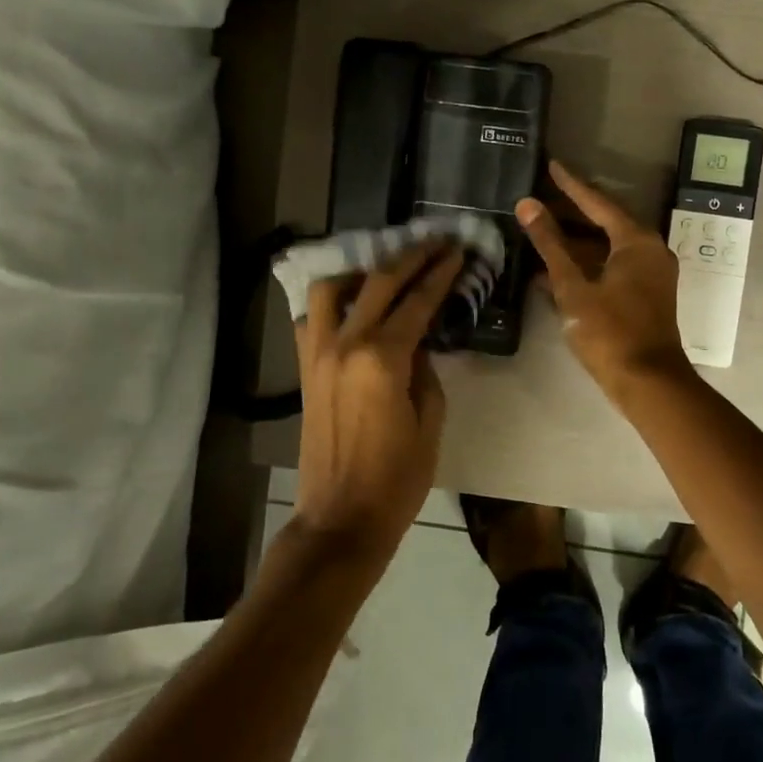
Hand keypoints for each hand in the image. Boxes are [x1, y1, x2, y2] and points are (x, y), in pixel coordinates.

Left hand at [292, 242, 464, 562]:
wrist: (340, 519)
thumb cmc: (396, 478)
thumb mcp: (429, 421)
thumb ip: (425, 370)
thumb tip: (418, 340)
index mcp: (382, 359)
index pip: (417, 301)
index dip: (440, 273)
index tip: (457, 251)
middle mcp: (345, 344)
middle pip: (379, 283)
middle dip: (411, 257)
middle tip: (436, 242)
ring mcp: (318, 353)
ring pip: (332, 289)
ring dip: (362, 270)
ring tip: (387, 268)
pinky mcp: (304, 368)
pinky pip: (311, 317)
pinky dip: (332, 299)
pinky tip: (352, 301)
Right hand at [516, 161, 693, 403]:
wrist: (647, 382)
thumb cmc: (609, 331)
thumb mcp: (573, 285)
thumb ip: (550, 244)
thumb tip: (527, 205)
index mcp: (636, 241)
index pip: (598, 202)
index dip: (571, 185)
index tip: (551, 166)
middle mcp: (649, 249)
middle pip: (605, 221)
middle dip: (572, 211)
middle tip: (540, 197)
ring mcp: (650, 273)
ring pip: (608, 245)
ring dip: (576, 240)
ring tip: (541, 229)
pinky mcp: (646, 293)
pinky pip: (613, 265)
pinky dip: (587, 262)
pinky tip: (557, 267)